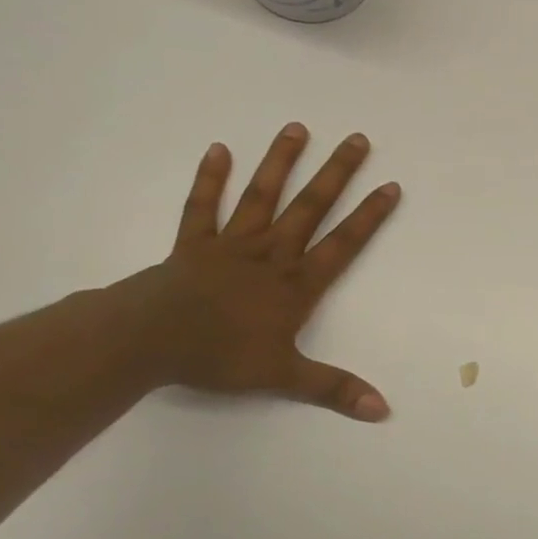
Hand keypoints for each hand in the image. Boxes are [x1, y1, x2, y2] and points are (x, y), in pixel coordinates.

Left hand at [127, 123, 401, 420]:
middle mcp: (271, 255)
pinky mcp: (194, 244)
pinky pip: (204, 207)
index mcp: (295, 284)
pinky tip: (219, 150)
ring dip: (280, 163)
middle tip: (357, 139)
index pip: (343, 244)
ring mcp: (231, 244)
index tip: (391, 186)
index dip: (369, 216)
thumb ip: (334, 389)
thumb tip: (383, 409)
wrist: (146, 341)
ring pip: (262, 197)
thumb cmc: (219, 355)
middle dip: (336, 173)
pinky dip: (210, 179)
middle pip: (310, 208)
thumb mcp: (284, 377)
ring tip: (297, 128)